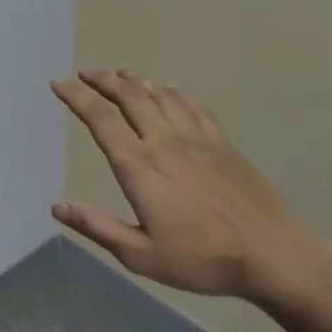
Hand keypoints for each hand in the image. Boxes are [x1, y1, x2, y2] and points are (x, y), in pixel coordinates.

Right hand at [51, 69, 324, 297]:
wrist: (273, 255)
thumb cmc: (202, 259)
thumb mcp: (140, 255)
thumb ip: (97, 227)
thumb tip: (58, 205)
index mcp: (139, 166)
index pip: (100, 119)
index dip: (76, 97)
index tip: (58, 83)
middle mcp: (165, 141)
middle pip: (130, 95)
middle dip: (103, 79)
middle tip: (85, 73)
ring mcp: (198, 138)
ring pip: (161, 94)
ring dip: (136, 79)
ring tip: (120, 73)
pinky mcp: (223, 143)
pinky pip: (193, 105)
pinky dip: (174, 91)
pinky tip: (169, 89)